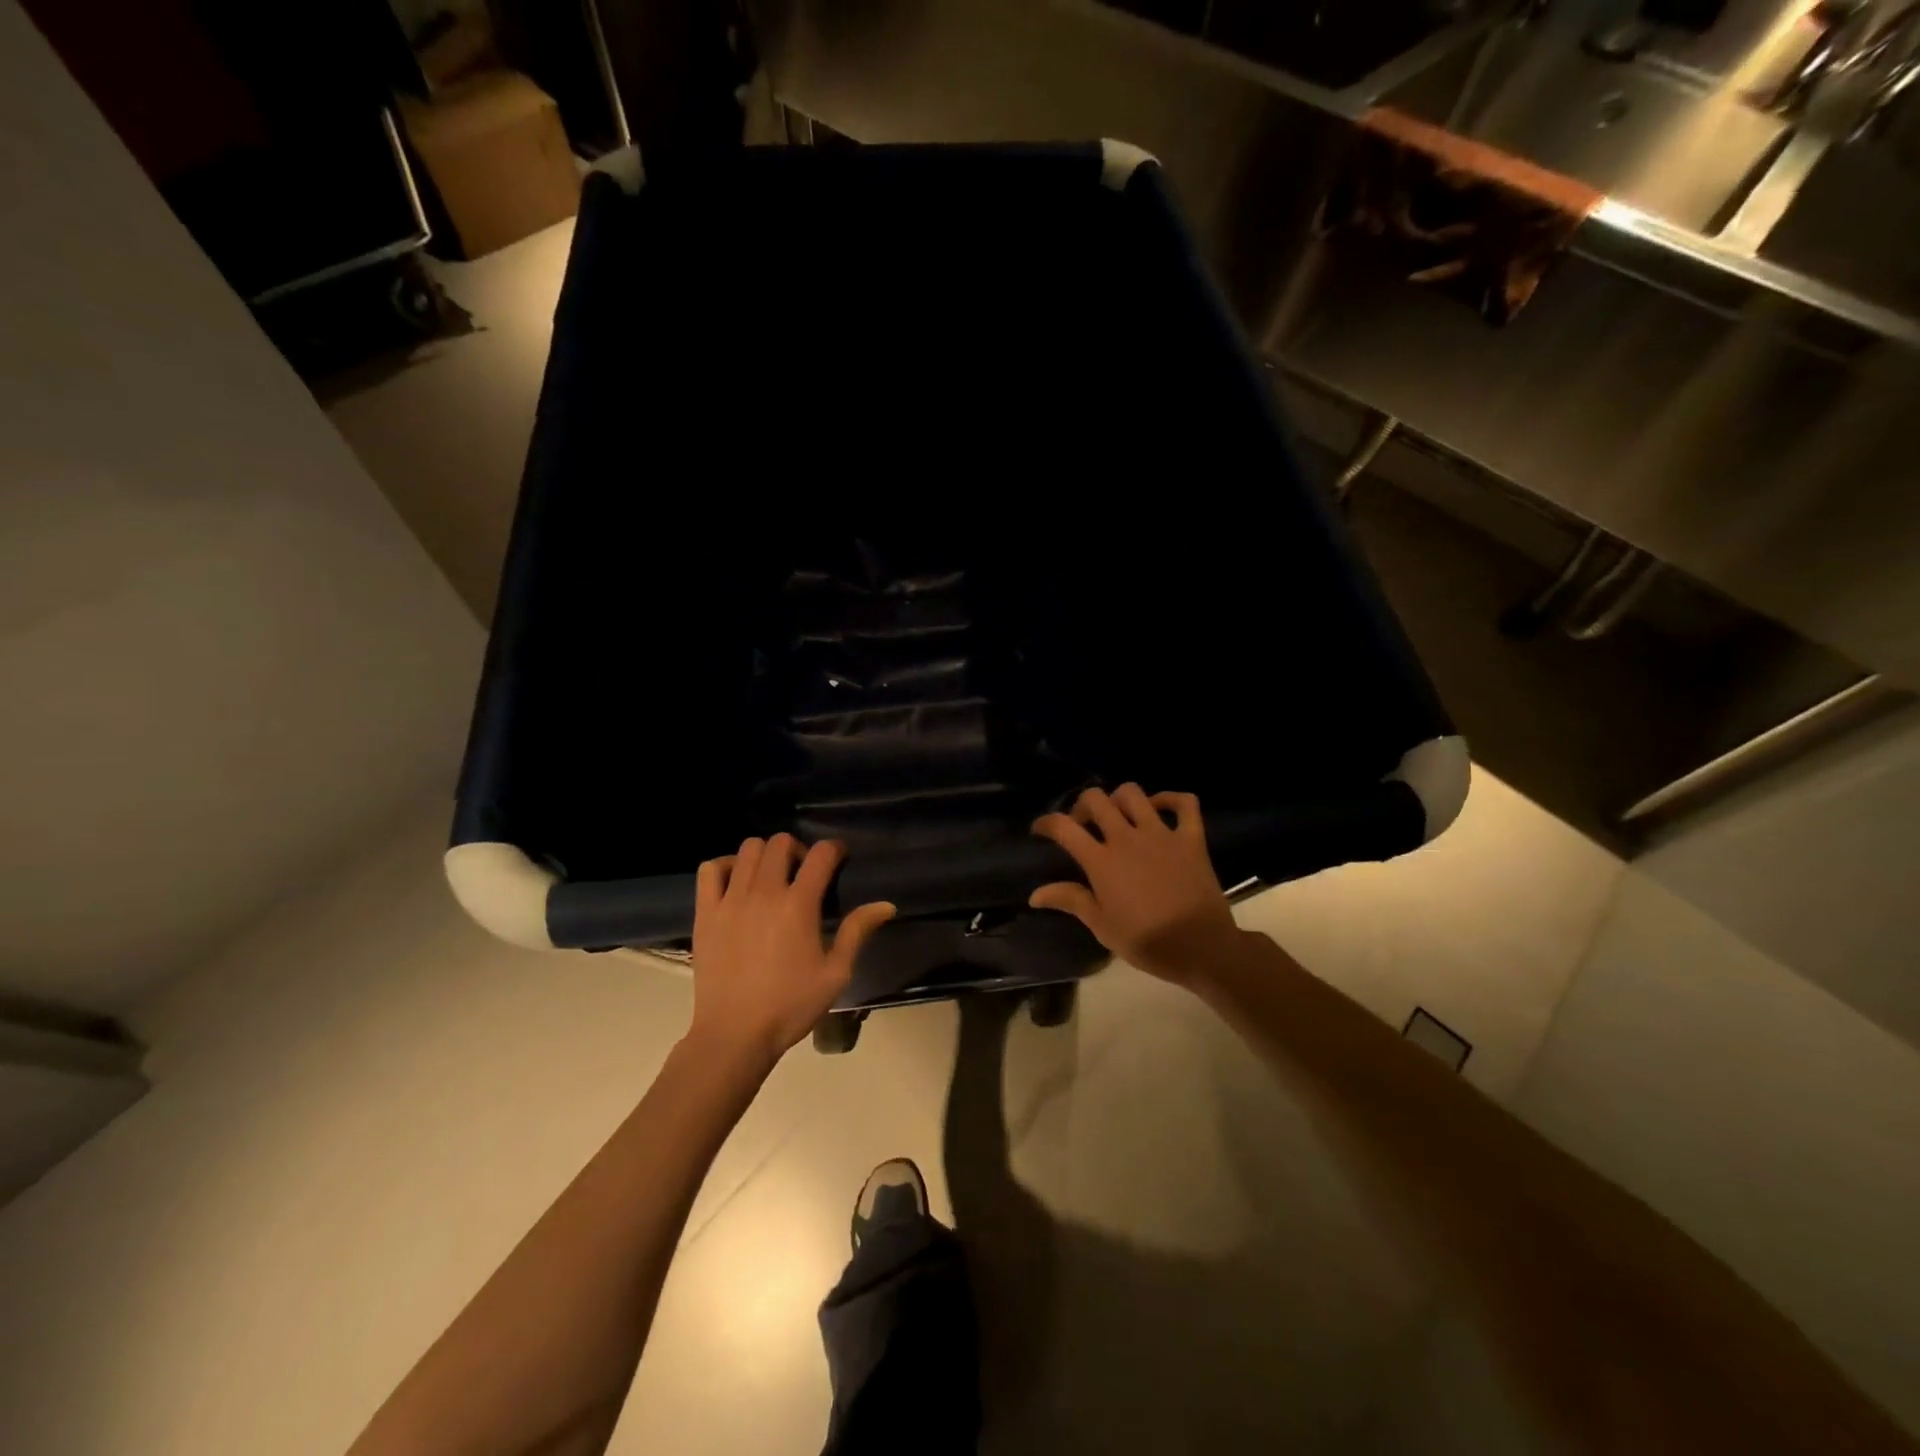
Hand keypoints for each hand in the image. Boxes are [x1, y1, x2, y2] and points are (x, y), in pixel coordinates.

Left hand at [690, 834, 894, 1069]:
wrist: (734, 1035)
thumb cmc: (790, 1006)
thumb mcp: (835, 973)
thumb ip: (857, 932)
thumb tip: (886, 905)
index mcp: (799, 905)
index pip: (821, 854)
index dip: (834, 849)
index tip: (839, 858)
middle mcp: (764, 893)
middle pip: (781, 842)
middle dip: (799, 849)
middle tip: (804, 874)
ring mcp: (730, 900)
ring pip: (748, 849)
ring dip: (766, 855)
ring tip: (772, 878)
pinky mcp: (706, 912)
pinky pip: (710, 869)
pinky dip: (726, 865)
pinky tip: (737, 883)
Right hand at [1029, 785, 1239, 987]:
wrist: (1201, 948)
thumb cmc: (1147, 941)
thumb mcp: (1102, 926)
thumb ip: (1070, 900)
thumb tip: (1035, 894)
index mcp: (1101, 861)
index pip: (1063, 827)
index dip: (1046, 823)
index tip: (1040, 830)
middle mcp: (1127, 838)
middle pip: (1096, 800)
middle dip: (1082, 806)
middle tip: (1082, 824)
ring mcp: (1161, 834)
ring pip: (1134, 794)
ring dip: (1119, 799)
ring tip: (1118, 816)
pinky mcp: (1191, 838)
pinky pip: (1184, 804)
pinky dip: (1171, 799)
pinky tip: (1159, 809)